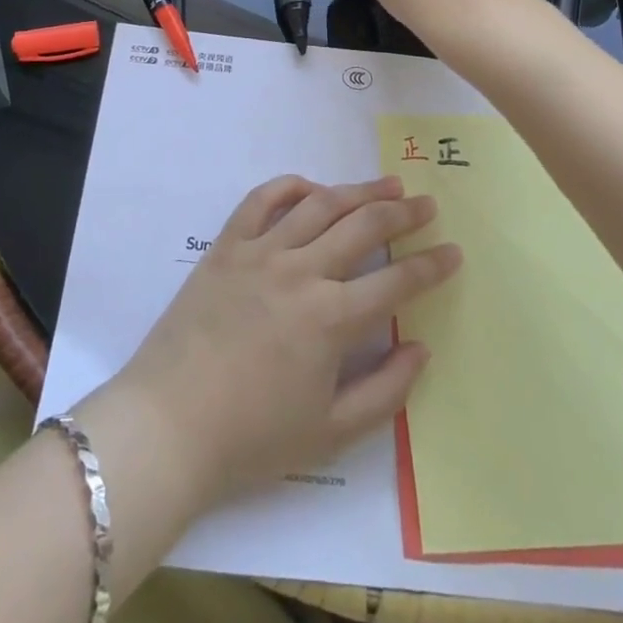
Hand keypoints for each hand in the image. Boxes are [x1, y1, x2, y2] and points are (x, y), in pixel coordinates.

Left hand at [93, 174, 460, 513]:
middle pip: (363, 227)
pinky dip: (290, 186)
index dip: (432, 265)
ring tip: (386, 184)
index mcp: (331, 319)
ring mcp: (261, 252)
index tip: (453, 250)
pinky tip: (311, 187)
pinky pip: (262, 200)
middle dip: (403, 213)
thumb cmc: (252, 439)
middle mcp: (301, 271)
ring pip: (320, 205)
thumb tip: (420, 348)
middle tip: (426, 203)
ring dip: (358, 190)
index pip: (397, 282)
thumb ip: (385, 390)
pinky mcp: (227, 246)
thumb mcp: (330, 433)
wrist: (168, 424)